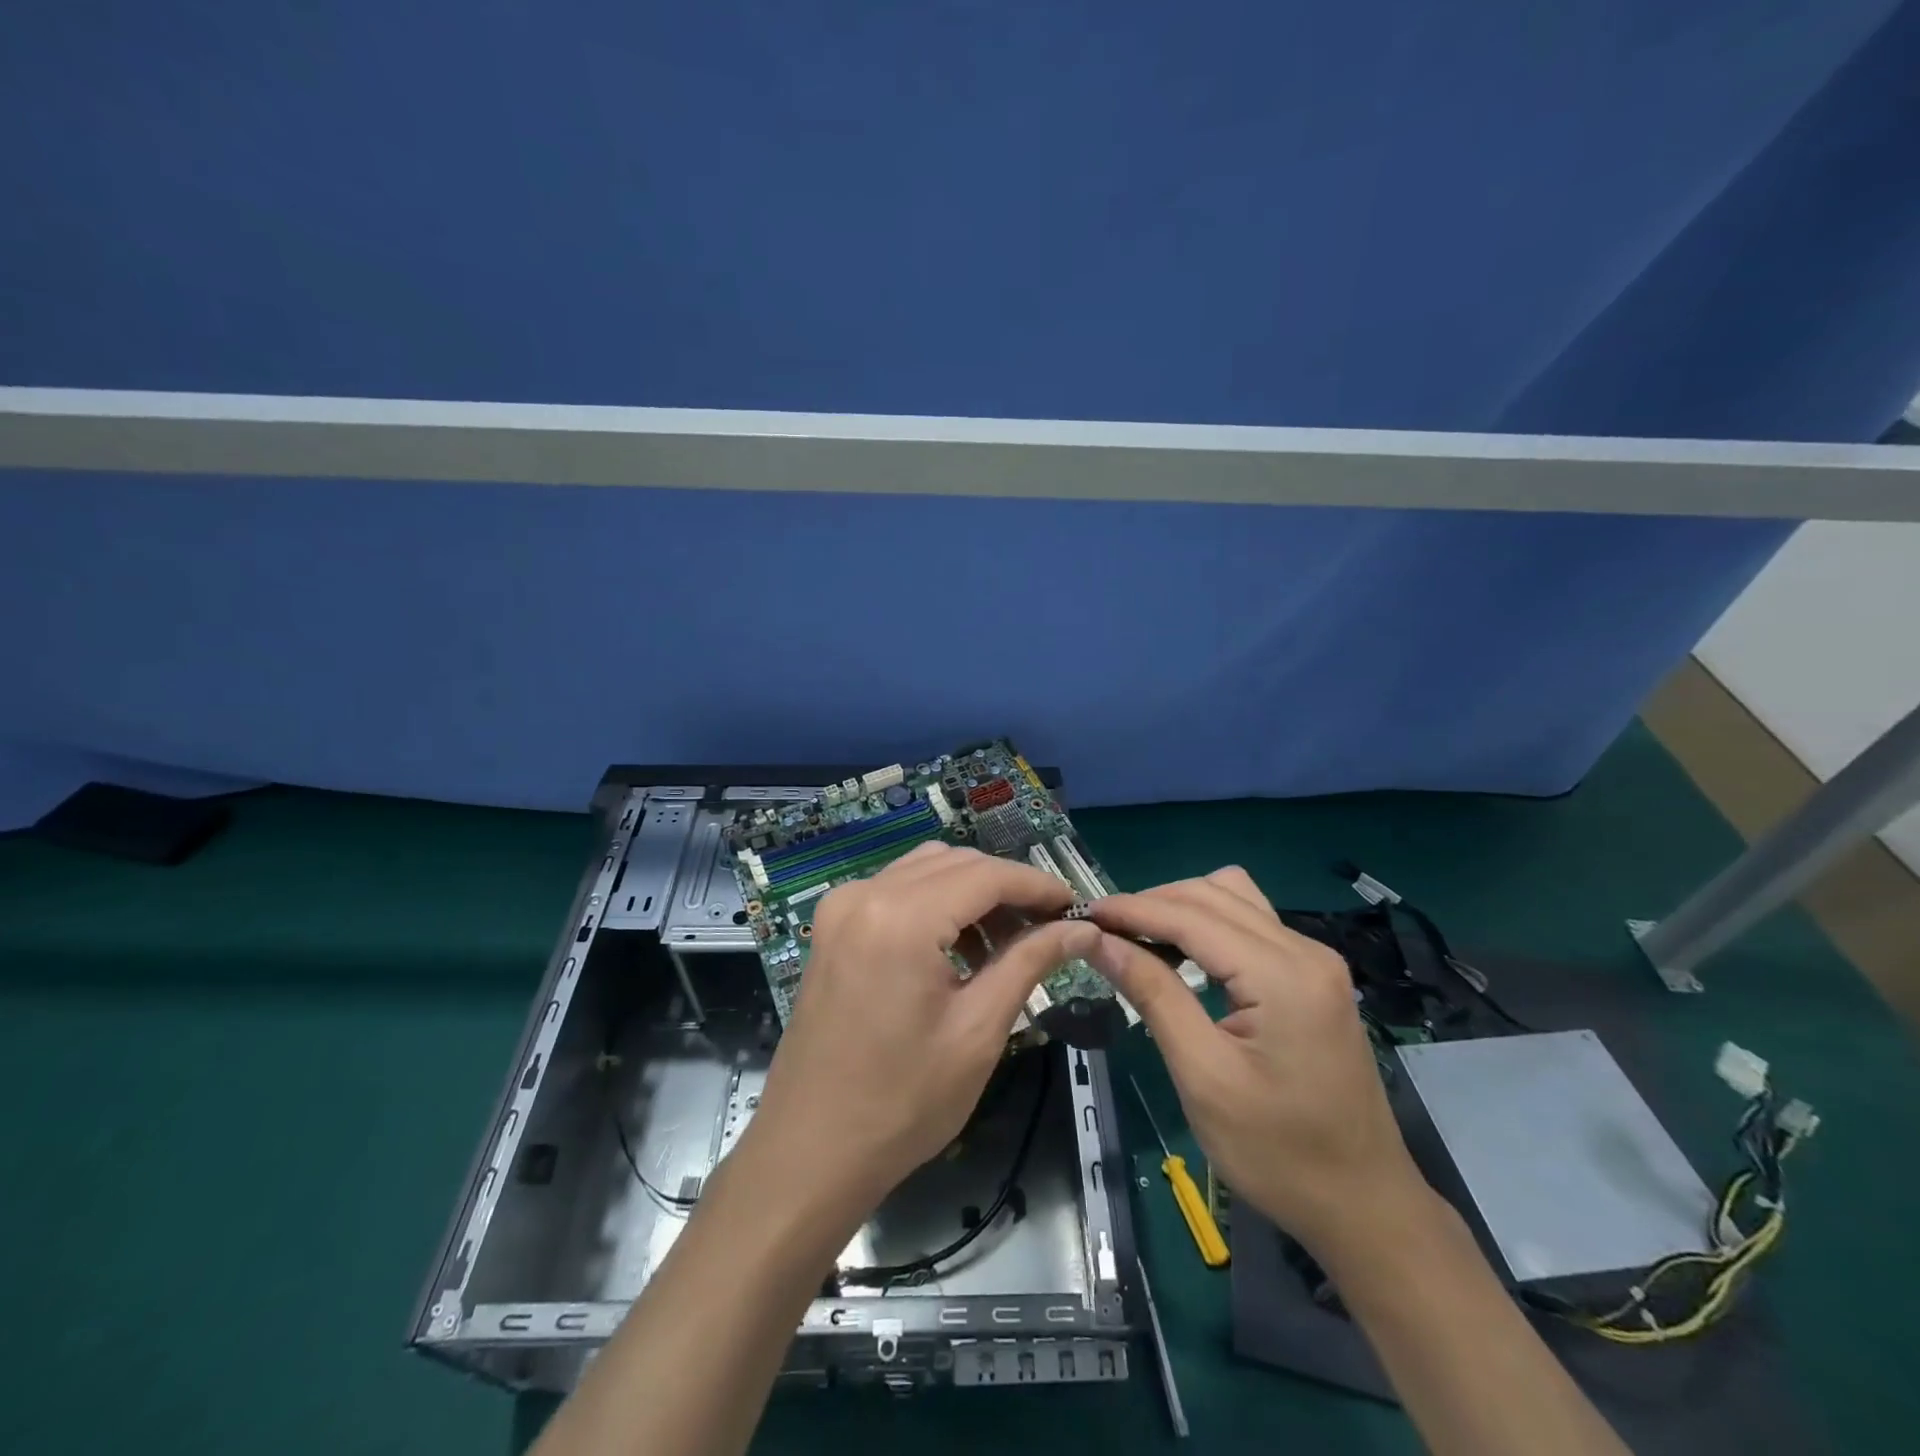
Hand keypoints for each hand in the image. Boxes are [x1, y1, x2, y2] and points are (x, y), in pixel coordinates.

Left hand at [741, 843, 1100, 1223]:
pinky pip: (897, 891)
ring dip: (973, 893)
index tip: (1076, 907)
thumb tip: (1083, 929)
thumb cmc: (902, 1101)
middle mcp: (865, 893)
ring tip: (1008, 943)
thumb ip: (1030, 962)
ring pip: (926, 870)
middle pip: (955, 863)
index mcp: (900, 917)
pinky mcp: (833, 926)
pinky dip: (937, 904)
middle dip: (1007, 888)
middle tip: (1049, 928)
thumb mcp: (978, 1030)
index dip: (1037, 885)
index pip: (986, 875)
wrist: (810, 1150)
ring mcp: (842, 907)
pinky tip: (960, 949)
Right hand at [1088, 867, 1427, 1257]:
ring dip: (1181, 907)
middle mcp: (1305, 950)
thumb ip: (1153, 994)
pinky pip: (1251, 923)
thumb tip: (1098, 940)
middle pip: (1213, 894)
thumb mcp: (1203, 1076)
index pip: (1191, 916)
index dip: (1132, 909)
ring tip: (1137, 936)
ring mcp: (1315, 960)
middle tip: (1103, 929)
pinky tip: (1181, 952)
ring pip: (1234, 898)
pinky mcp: (1314, 976)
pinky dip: (1207, 924)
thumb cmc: (1279, 1153)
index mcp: (1283, 975)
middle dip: (1152, 903)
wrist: (1364, 1206)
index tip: (1083, 913)